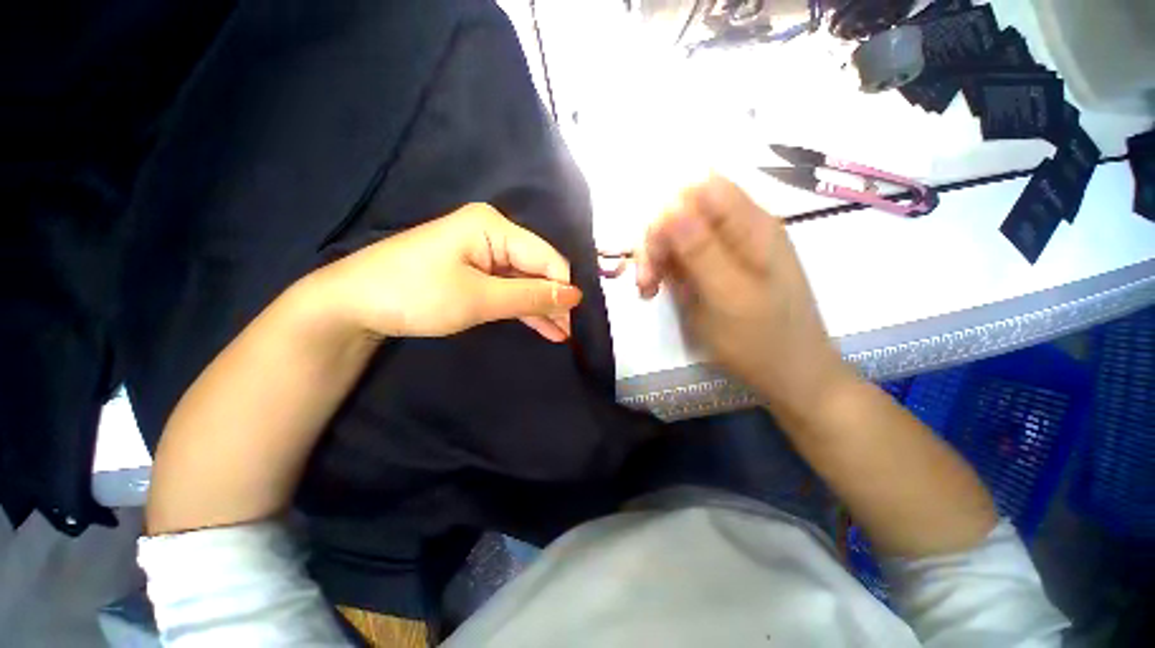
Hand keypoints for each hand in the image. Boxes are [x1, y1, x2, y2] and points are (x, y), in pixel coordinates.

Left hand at [315, 203, 582, 341]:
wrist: (354, 305)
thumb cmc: (416, 294)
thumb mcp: (479, 298)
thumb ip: (530, 296)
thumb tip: (575, 296)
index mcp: (493, 227)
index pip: (546, 257)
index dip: (563, 288)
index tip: (575, 319)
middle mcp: (493, 234)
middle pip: (538, 269)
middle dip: (555, 300)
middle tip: (571, 332)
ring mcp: (484, 254)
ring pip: (526, 282)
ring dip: (542, 308)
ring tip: (563, 335)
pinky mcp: (476, 272)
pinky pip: (509, 289)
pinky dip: (524, 309)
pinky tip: (545, 328)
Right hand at [636, 176, 853, 417]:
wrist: (788, 377)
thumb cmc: (762, 340)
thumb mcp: (728, 295)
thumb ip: (700, 250)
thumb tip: (669, 206)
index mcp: (750, 226)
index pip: (701, 189)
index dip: (670, 211)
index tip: (656, 249)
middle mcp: (736, 232)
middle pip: (683, 213)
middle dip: (657, 241)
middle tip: (647, 279)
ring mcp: (723, 253)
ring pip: (675, 237)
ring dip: (655, 259)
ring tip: (648, 290)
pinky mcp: (712, 272)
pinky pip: (679, 259)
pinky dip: (662, 272)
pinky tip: (654, 292)